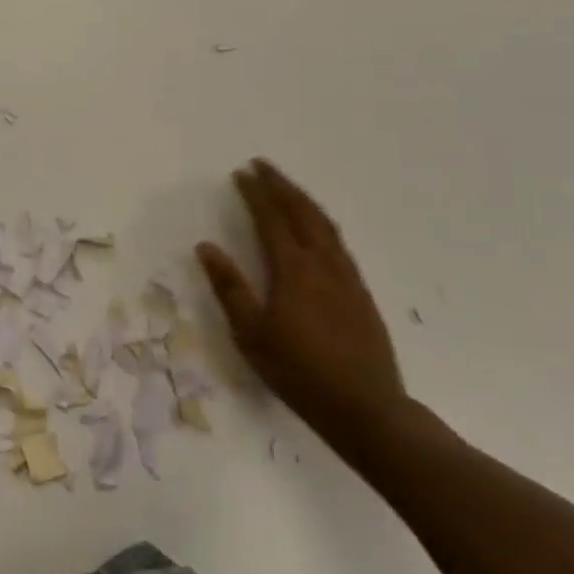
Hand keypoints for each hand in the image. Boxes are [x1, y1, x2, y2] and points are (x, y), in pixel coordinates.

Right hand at [197, 159, 406, 441]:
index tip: (241, 173)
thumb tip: (206, 246)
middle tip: (262, 166)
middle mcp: (322, 263)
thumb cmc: (299, 372)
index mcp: (293, 270)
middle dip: (281, 185)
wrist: (366, 408)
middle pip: (302, 212)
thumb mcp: (251, 333)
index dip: (256, 193)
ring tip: (286, 187)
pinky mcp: (360, 292)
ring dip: (303, 199)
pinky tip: (316, 228)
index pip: (271, 219)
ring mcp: (346, 276)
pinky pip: (337, 241)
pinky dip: (320, 221)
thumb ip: (229, 287)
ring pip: (324, 224)